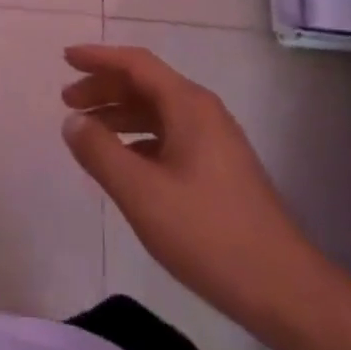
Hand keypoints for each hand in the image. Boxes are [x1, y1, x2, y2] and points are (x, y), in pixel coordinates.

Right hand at [61, 45, 322, 328]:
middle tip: (67, 101)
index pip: (136, 63)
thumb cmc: (209, 234)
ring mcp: (215, 141)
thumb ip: (100, 153)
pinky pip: (169, 137)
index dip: (98, 58)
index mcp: (188, 105)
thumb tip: (72, 121)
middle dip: (104, 88)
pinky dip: (138, 139)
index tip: (65, 58)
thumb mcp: (142, 193)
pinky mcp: (219, 169)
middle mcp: (203, 113)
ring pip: (157, 112)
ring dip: (119, 115)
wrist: (285, 291)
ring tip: (87, 132)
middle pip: (145, 85)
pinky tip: (122, 163)